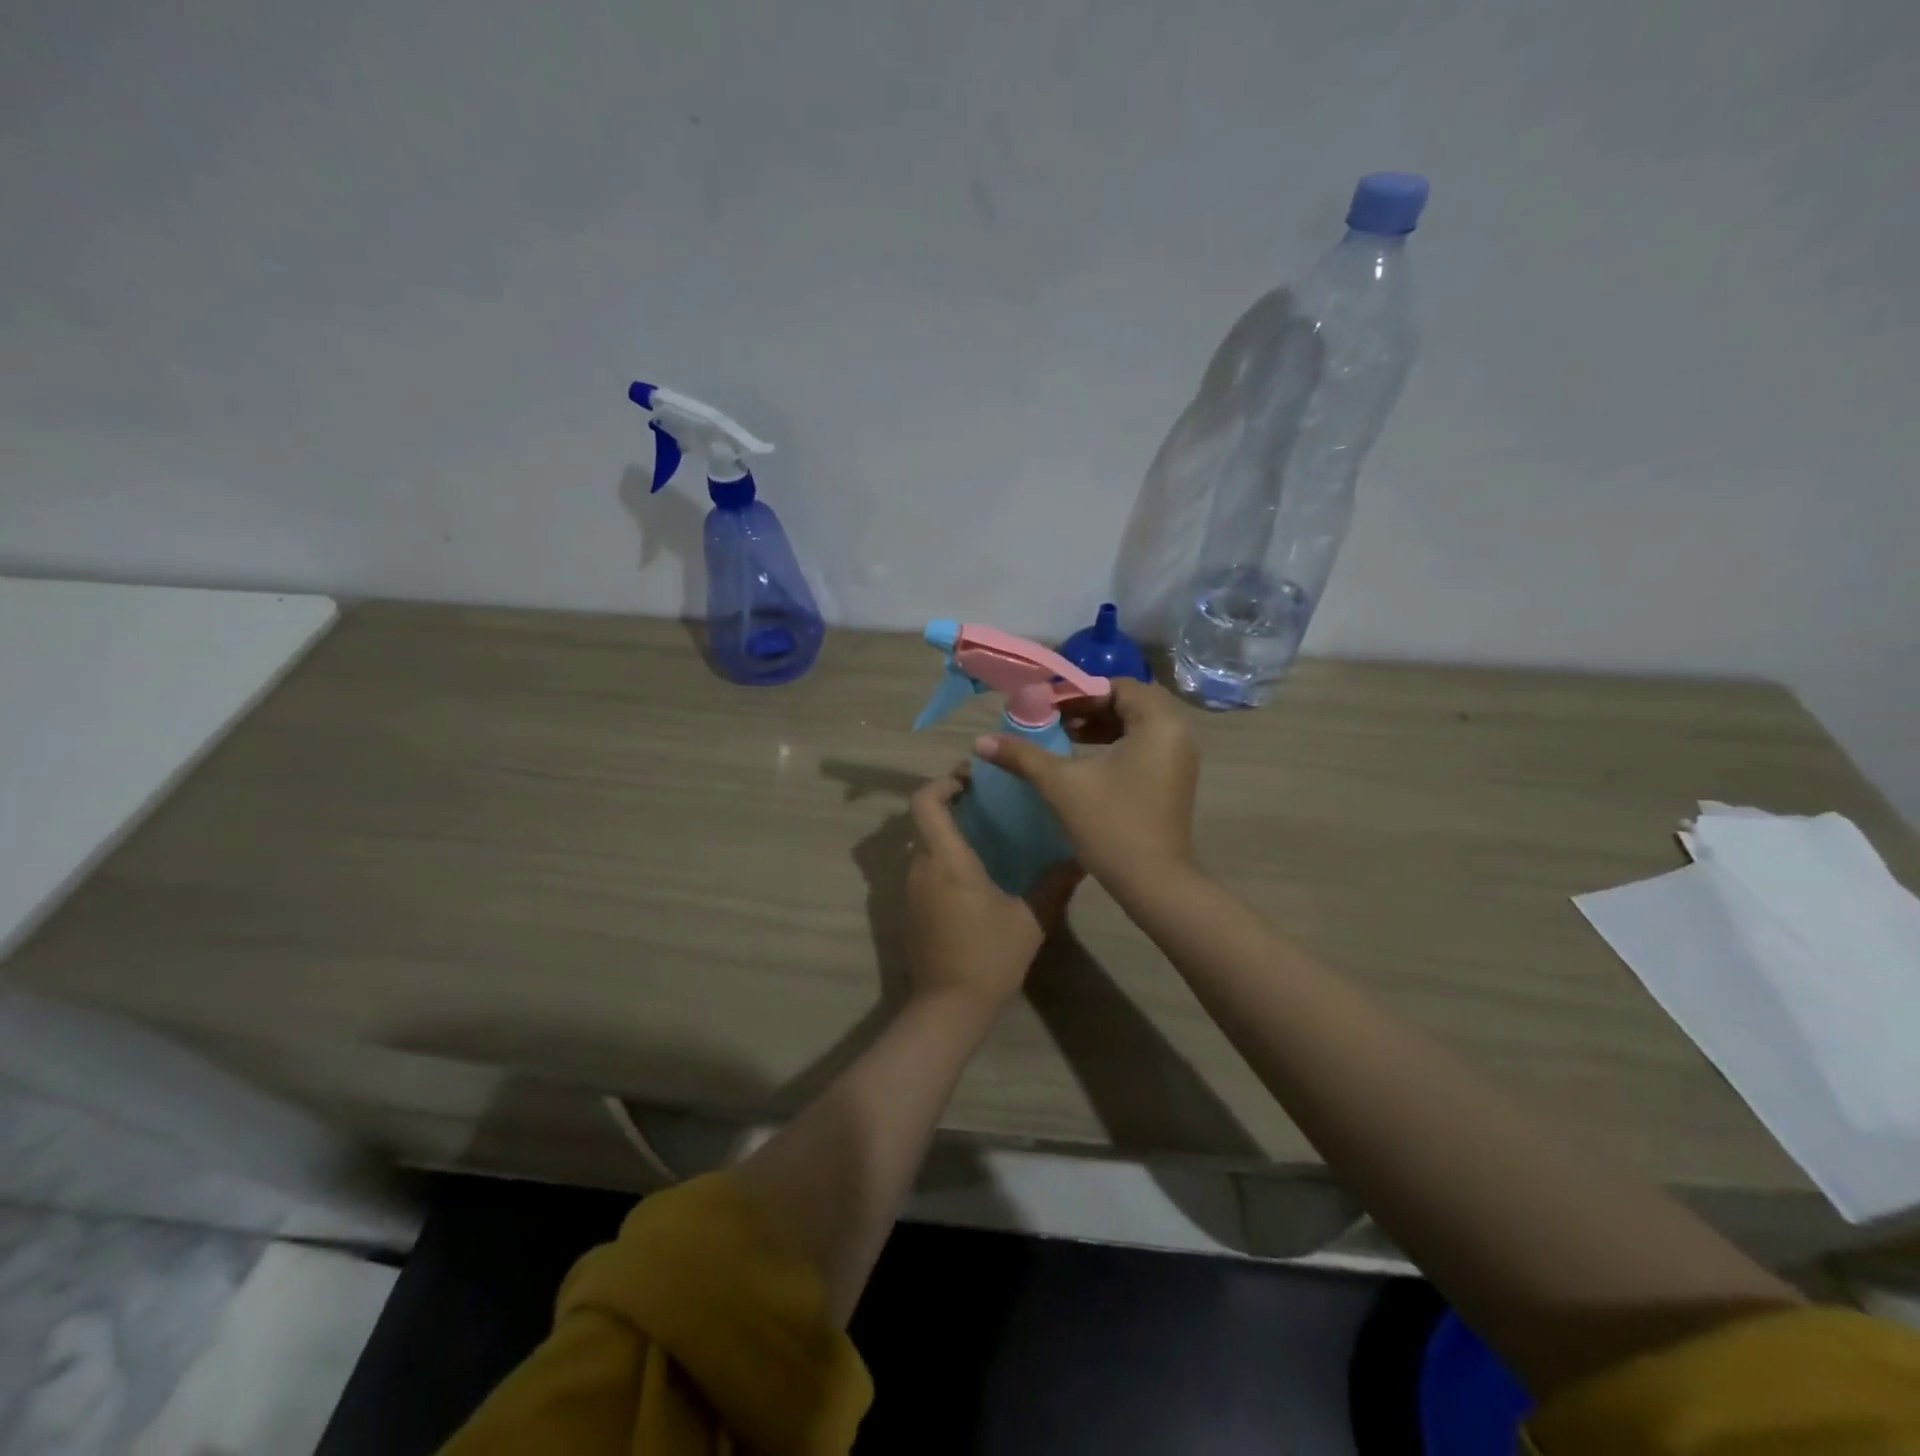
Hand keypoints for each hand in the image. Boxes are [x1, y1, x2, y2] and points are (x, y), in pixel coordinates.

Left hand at [906, 767, 1079, 1017]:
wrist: (949, 1008)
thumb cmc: (989, 957)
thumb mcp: (1030, 919)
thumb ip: (1055, 884)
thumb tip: (1081, 858)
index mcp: (946, 860)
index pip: (925, 802)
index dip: (943, 782)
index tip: (972, 778)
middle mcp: (921, 867)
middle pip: (924, 819)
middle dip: (951, 803)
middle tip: (988, 800)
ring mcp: (912, 890)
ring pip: (924, 844)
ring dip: (948, 831)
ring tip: (988, 833)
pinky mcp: (913, 909)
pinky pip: (925, 868)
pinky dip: (944, 857)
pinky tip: (977, 872)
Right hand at [974, 678, 1199, 885]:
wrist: (1153, 883)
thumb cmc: (1110, 825)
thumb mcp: (1061, 784)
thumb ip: (1022, 756)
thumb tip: (980, 741)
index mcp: (1158, 723)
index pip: (1118, 686)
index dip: (1080, 692)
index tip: (1047, 706)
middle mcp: (1177, 733)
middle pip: (1131, 702)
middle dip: (1091, 706)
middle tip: (1056, 719)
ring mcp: (1180, 758)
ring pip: (1139, 724)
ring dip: (1103, 725)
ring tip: (1066, 736)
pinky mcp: (1175, 779)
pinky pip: (1146, 745)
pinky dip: (1117, 743)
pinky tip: (1086, 760)